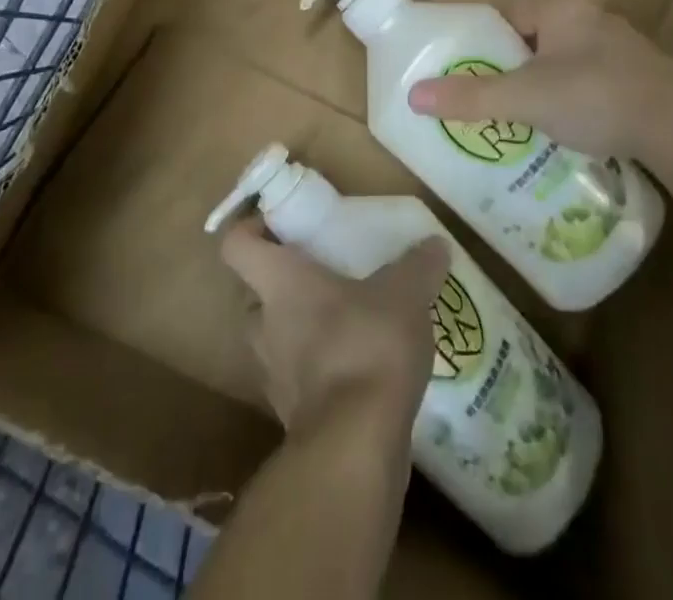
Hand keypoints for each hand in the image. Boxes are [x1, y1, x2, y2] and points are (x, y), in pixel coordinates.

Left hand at [219, 218, 447, 436]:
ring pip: (274, 339)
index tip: (278, 226)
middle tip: (321, 278)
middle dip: (282, 286)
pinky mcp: (292, 417)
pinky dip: (318, 374)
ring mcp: (273, 375)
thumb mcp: (404, 294)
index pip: (236, 246)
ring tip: (346, 326)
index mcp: (279, 282)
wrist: (356, 447)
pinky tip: (358, 372)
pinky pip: (298, 382)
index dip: (249, 229)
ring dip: (300, 332)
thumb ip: (419, 266)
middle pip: (254, 294)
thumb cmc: (367, 346)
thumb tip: (436, 244)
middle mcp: (264, 324)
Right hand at [406, 0, 672, 186]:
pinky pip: (595, 82)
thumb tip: (413, 95)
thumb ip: (471, 97)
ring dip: (547, 86)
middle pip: (536, 39)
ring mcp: (624, 48)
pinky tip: (573, 130)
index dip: (485, 41)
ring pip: (567, 62)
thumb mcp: (525, 98)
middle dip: (514, 68)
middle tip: (494, 100)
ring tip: (527, 119)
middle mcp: (593, 19)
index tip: (470, 70)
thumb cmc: (596, 98)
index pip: (509, 15)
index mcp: (562, 10)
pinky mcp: (644, 78)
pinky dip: (578, 101)